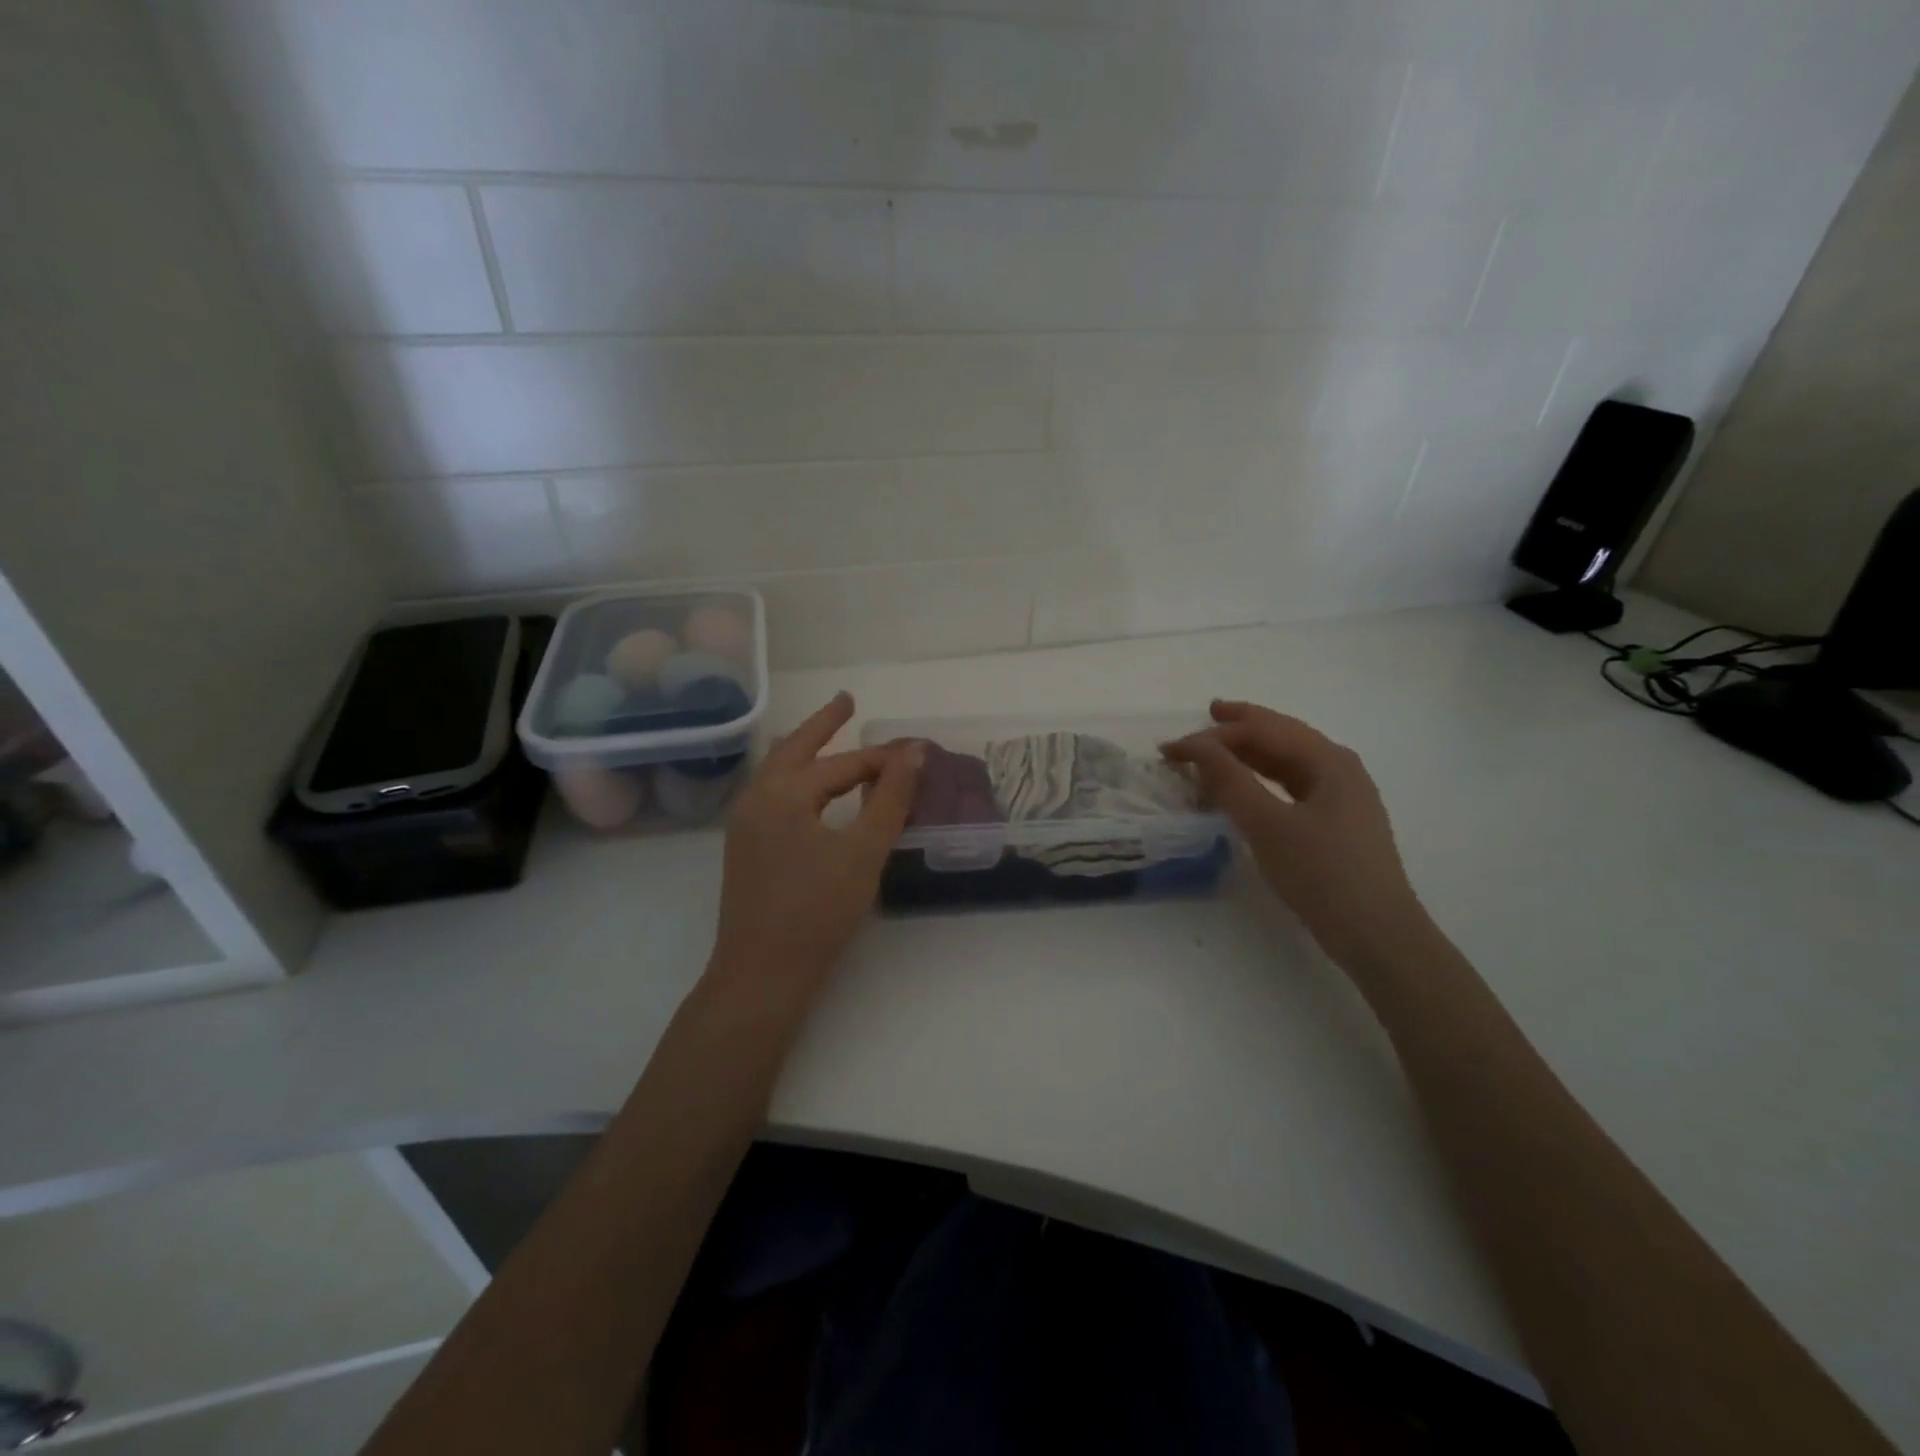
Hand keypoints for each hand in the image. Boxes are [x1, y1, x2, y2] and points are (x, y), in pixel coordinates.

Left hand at [710, 692, 922, 993]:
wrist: (761, 975)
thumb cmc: (817, 912)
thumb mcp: (863, 853)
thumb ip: (890, 799)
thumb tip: (914, 753)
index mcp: (782, 793)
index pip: (841, 764)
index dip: (882, 758)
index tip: (915, 752)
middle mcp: (756, 798)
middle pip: (794, 749)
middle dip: (822, 724)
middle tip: (847, 701)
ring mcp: (744, 824)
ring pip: (778, 771)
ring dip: (807, 751)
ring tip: (831, 737)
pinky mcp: (744, 848)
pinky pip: (773, 795)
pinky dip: (798, 780)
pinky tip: (813, 791)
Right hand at [1164, 701, 1430, 970]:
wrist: (1377, 935)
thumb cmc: (1322, 874)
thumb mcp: (1268, 825)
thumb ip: (1230, 780)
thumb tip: (1196, 745)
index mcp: (1328, 760)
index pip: (1262, 731)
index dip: (1213, 736)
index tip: (1171, 751)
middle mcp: (1339, 768)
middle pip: (1281, 736)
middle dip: (1241, 726)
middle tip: (1207, 715)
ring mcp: (1342, 795)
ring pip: (1288, 760)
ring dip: (1251, 752)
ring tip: (1220, 745)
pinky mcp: (1337, 822)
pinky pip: (1293, 784)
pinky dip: (1263, 778)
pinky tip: (1249, 784)